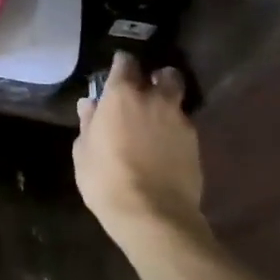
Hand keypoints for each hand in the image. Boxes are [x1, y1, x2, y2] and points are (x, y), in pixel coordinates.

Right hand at [73, 52, 204, 238]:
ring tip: (159, 121)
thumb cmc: (107, 180)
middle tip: (147, 91)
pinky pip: (185, 127)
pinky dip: (176, 131)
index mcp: (122, 95)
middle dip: (158, 78)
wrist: (154, 216)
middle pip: (165, 74)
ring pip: (178, 100)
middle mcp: (155, 100)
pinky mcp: (196, 145)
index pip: (126, 63)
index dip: (121, 64)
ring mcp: (180, 122)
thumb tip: (90, 105)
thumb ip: (88, 122)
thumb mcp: (83, 151)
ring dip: (169, 105)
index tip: (117, 70)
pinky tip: (167, 147)